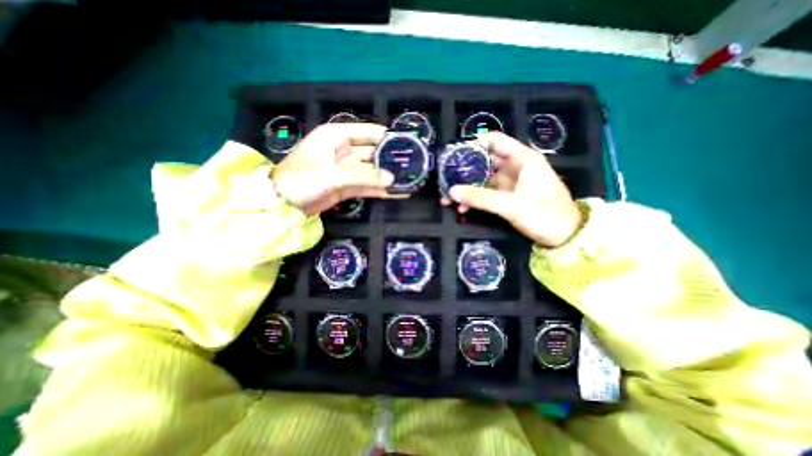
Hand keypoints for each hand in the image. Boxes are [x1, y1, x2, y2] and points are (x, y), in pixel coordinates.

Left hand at [270, 123, 399, 215]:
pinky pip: (369, 186)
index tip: (405, 144)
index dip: (386, 137)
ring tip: (409, 179)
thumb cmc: (303, 179)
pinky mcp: (348, 187)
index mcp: (337, 136)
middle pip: (373, 152)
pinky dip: (382, 190)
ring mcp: (347, 170)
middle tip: (411, 165)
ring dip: (388, 176)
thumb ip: (364, 175)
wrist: (284, 204)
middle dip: (390, 159)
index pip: (367, 132)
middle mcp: (344, 150)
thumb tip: (391, 178)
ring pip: (372, 171)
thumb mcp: (333, 173)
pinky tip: (398, 192)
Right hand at [444, 132, 583, 247]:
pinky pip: (487, 193)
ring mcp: (511, 182)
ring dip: (467, 188)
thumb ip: (480, 198)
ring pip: (483, 179)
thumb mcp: (511, 205)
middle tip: (445, 180)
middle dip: (464, 171)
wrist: (566, 237)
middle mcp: (515, 166)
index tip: (454, 156)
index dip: (473, 145)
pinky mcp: (509, 196)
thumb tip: (451, 191)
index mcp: (522, 159)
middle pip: (485, 161)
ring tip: (448, 199)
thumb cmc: (545, 215)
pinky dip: (475, 199)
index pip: (494, 141)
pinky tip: (463, 208)